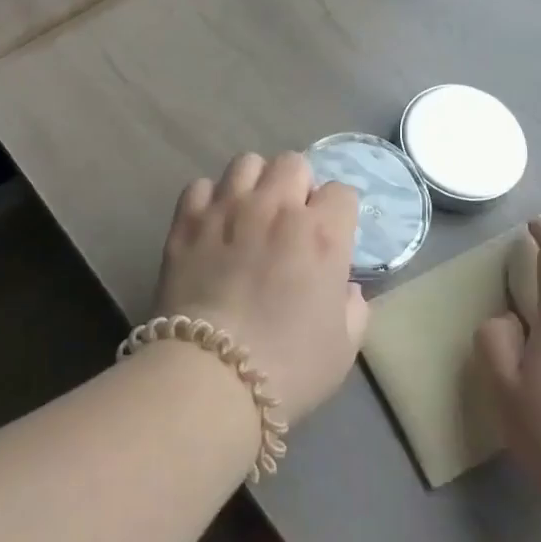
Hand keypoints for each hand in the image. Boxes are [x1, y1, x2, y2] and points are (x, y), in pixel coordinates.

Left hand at [153, 152, 368, 424]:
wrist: (210, 378)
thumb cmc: (288, 369)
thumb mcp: (343, 348)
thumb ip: (353, 308)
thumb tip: (346, 288)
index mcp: (321, 234)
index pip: (341, 192)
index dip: (338, 213)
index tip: (331, 235)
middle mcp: (276, 208)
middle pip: (293, 162)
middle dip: (297, 185)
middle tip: (290, 220)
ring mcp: (227, 209)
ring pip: (246, 162)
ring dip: (254, 183)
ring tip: (249, 213)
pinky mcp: (187, 221)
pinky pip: (201, 186)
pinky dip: (210, 200)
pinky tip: (211, 226)